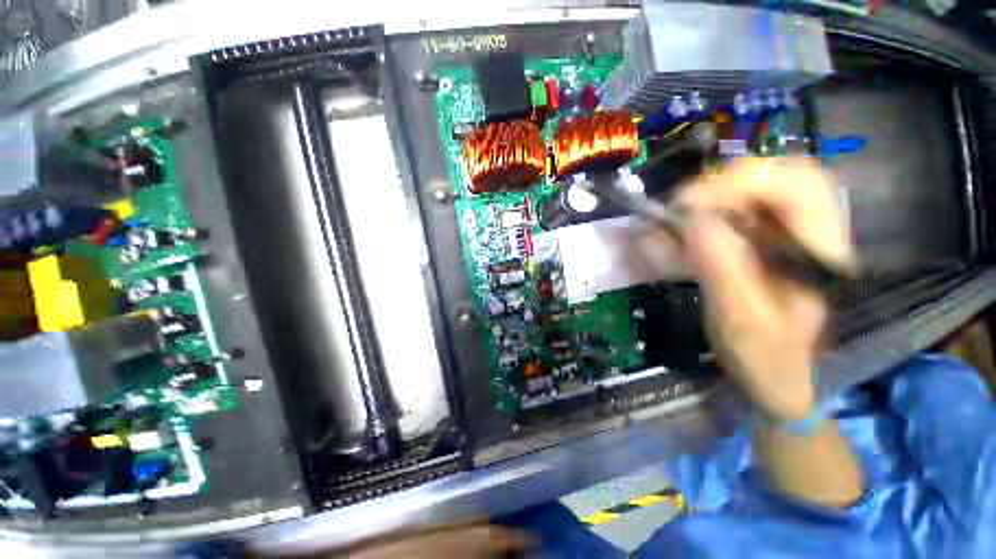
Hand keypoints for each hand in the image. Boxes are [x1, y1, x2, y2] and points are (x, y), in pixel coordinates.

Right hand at [676, 157, 853, 419]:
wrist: (783, 379)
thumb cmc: (768, 358)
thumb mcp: (741, 320)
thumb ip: (722, 270)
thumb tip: (693, 221)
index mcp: (821, 253)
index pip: (796, 185)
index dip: (738, 182)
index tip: (685, 205)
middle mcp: (813, 233)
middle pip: (780, 175)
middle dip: (724, 184)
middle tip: (682, 207)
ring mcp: (792, 236)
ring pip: (760, 189)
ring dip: (714, 196)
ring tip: (680, 217)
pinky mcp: (770, 243)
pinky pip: (742, 211)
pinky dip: (710, 213)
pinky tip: (688, 229)